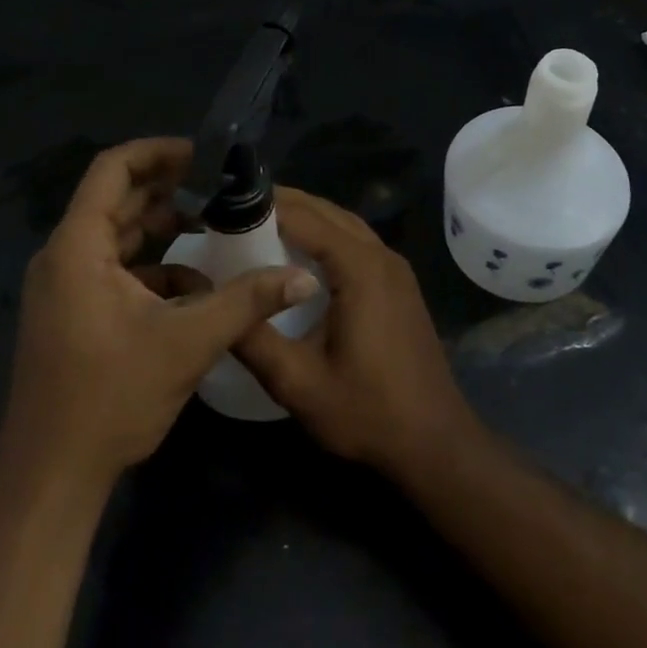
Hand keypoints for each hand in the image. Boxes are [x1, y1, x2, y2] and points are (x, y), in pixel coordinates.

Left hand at [0, 138, 318, 489]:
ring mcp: (66, 287)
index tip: (204, 156)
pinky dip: (153, 267)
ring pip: (117, 236)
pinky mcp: (74, 314)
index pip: (113, 169)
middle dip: (169, 189)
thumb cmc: (110, 397)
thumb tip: (303, 279)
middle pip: (116, 200)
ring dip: (162, 228)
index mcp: (77, 247)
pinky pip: (115, 270)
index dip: (158, 152)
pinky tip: (194, 285)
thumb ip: (247, 302)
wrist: (50, 479)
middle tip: (220, 186)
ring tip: (213, 224)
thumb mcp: (188, 342)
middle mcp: (64, 257)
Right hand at [234, 188, 480, 479]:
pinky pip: (356, 241)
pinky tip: (299, 256)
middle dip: (281, 204)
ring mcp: (395, 268)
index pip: (304, 216)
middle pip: (326, 211)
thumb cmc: (367, 412)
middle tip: (233, 213)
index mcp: (360, 268)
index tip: (222, 208)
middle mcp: (381, 256)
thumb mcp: (298, 383)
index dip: (263, 206)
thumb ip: (254, 338)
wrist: (435, 443)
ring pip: (343, 223)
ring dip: (305, 217)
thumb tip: (211, 301)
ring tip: (258, 226)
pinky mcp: (398, 284)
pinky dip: (325, 235)